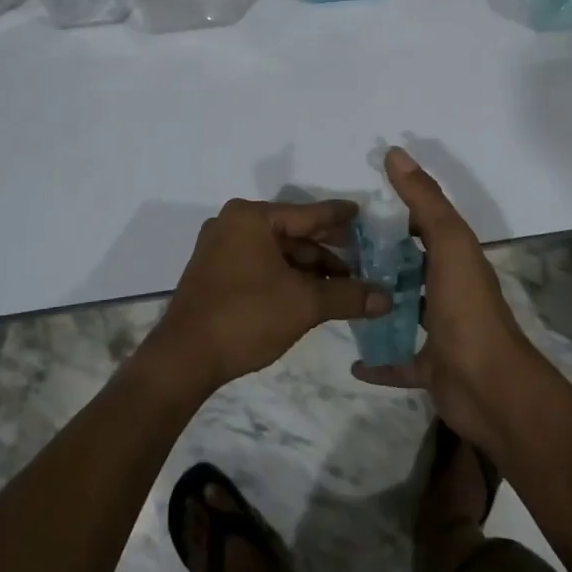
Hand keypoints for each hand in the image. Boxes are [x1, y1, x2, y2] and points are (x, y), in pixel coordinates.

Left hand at [144, 198, 388, 397]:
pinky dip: (286, 277)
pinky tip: (310, 294)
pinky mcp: (214, 273)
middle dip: (327, 251)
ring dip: (309, 268)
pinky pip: (260, 265)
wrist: (184, 358)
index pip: (309, 213)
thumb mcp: (305, 304)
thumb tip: (387, 298)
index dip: (340, 218)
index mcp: (252, 217)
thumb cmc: (246, 316)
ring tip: (342, 287)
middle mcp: (233, 224)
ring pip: (277, 252)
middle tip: (363, 260)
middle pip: (293, 232)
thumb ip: (348, 295)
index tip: (363, 215)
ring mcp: (220, 248)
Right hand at [351, 148, 541, 453]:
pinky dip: (377, 361)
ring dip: (377, 305)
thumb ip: (423, 200)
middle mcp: (450, 292)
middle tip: (334, 252)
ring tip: (338, 295)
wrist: (491, 388)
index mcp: (457, 260)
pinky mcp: (430, 368)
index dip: (396, 213)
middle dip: (379, 259)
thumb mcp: (448, 243)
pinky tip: (352, 361)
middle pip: (411, 269)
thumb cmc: (467, 310)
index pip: (426, 226)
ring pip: (403, 312)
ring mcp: (440, 332)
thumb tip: (394, 152)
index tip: (356, 209)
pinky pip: (398, 361)